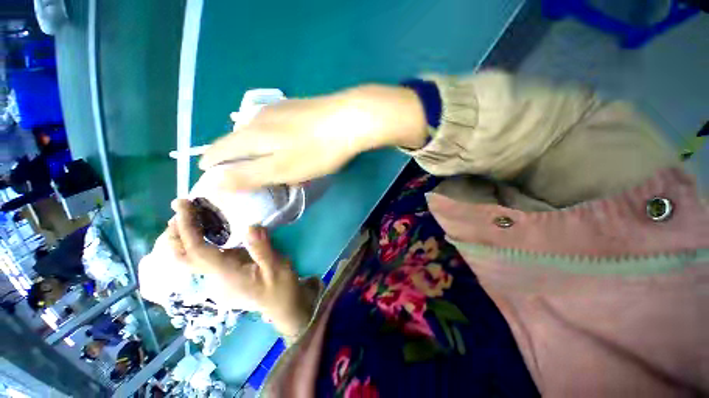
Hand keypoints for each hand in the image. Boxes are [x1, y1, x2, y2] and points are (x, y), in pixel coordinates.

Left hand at [167, 199, 316, 336]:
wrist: (282, 305)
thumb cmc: (280, 287)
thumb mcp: (277, 267)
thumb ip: (262, 249)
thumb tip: (251, 226)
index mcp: (226, 275)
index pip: (197, 251)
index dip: (187, 228)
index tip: (182, 206)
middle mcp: (214, 278)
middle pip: (183, 258)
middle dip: (175, 234)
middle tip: (179, 209)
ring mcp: (216, 279)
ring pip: (189, 259)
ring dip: (182, 238)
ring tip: (187, 216)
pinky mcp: (223, 276)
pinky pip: (202, 258)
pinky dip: (196, 243)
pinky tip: (205, 231)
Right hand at [199, 85, 426, 190]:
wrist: (349, 120)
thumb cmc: (316, 150)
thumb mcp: (282, 169)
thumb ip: (248, 175)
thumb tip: (213, 182)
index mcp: (251, 135)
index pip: (218, 150)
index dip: (210, 164)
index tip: (207, 175)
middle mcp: (257, 118)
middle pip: (236, 140)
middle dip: (233, 158)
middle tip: (240, 175)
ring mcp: (277, 110)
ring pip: (255, 133)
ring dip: (252, 149)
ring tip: (261, 162)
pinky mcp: (294, 109)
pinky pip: (272, 127)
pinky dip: (271, 140)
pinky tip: (282, 144)